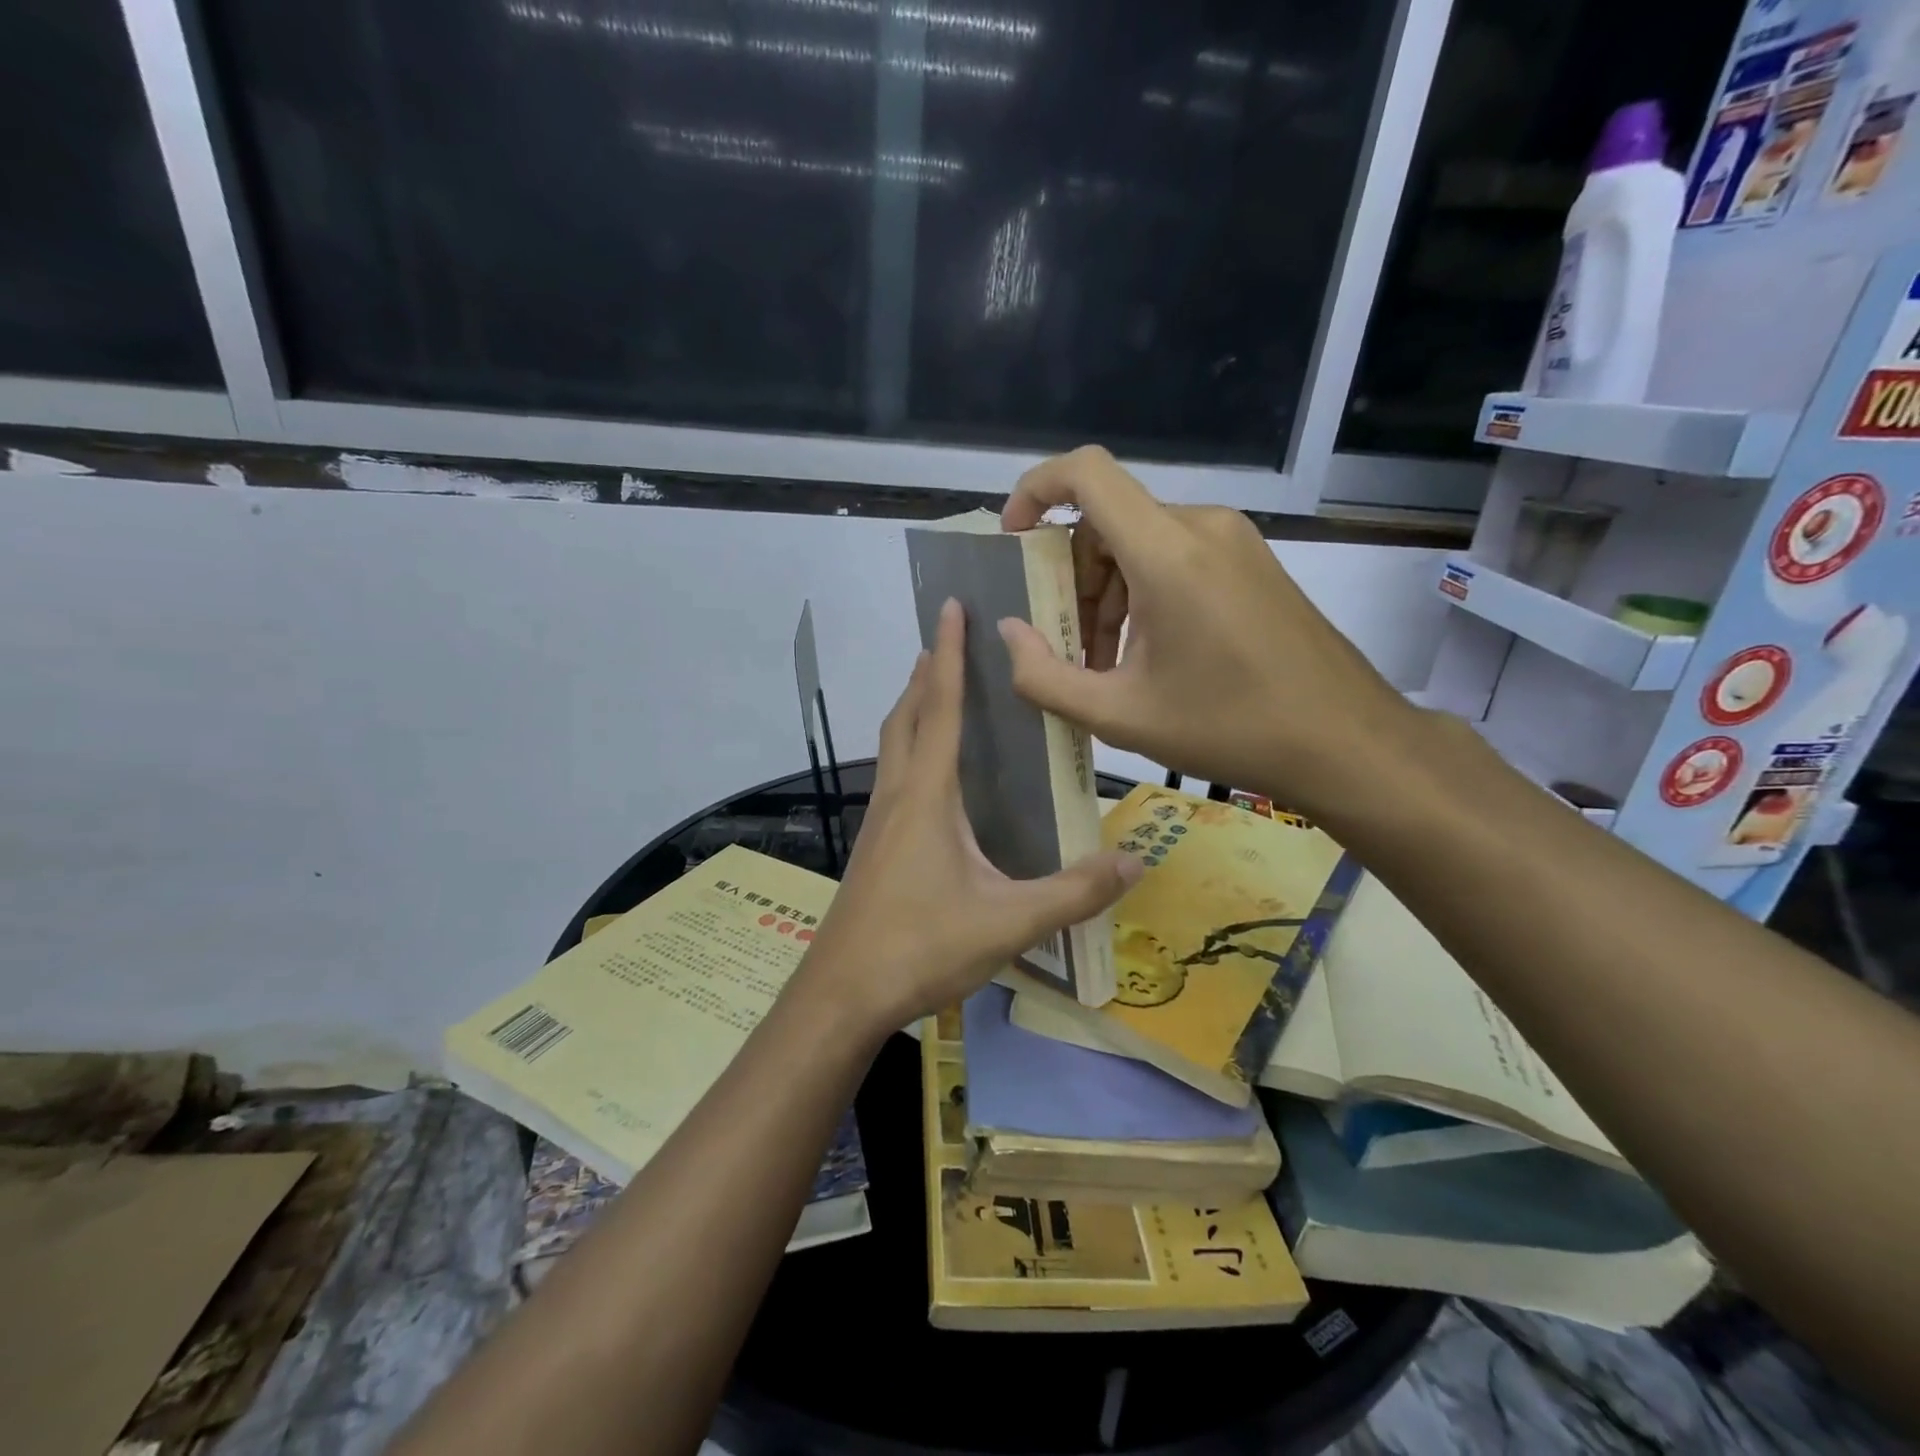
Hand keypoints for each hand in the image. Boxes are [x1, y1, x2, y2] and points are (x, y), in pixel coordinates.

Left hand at [796, 598, 1140, 1033]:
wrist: (842, 994)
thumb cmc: (920, 947)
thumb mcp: (1008, 922)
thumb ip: (1073, 893)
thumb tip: (1136, 861)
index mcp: (928, 796)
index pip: (942, 707)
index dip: (950, 654)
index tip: (950, 606)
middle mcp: (898, 796)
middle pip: (908, 716)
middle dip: (928, 672)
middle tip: (950, 640)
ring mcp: (879, 822)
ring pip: (893, 745)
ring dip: (915, 708)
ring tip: (939, 691)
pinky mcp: (873, 848)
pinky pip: (893, 775)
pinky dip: (910, 749)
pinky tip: (931, 776)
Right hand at [998, 446, 1423, 819]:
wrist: (1345, 741)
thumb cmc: (1229, 728)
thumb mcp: (1120, 716)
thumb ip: (1045, 677)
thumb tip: (1007, 633)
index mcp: (1168, 552)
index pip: (1086, 473)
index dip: (1035, 489)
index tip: (1013, 539)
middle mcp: (1202, 527)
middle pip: (1108, 520)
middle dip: (1072, 578)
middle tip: (1067, 646)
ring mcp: (1234, 541)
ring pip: (1140, 542)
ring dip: (1107, 594)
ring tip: (1108, 665)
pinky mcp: (1253, 562)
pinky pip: (1176, 557)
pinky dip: (1143, 594)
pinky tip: (1150, 655)